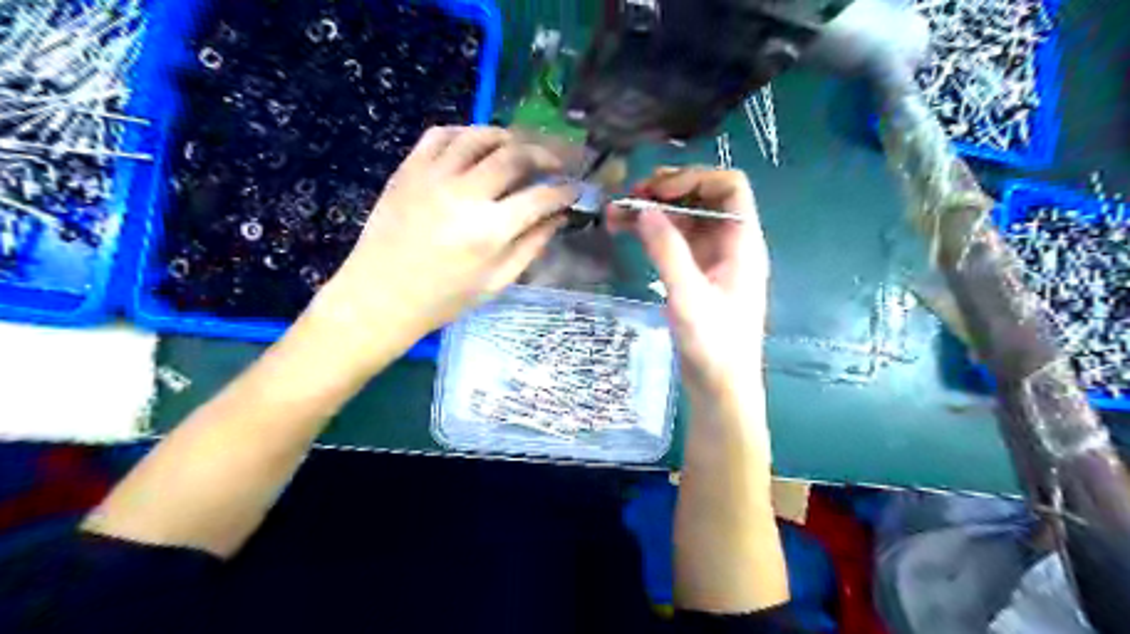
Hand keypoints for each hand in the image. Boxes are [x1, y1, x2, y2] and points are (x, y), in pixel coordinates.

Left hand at [308, 127, 576, 348]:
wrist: (380, 296)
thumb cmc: (444, 298)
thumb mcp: (496, 282)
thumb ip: (531, 246)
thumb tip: (558, 217)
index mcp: (489, 230)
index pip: (540, 197)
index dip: (565, 190)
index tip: (575, 189)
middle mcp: (464, 194)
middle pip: (515, 156)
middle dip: (544, 155)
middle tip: (555, 163)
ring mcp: (432, 177)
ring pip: (479, 136)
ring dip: (508, 137)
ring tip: (520, 148)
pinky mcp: (408, 169)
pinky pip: (441, 135)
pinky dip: (465, 133)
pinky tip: (476, 146)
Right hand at [610, 169, 767, 394]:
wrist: (720, 386)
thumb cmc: (713, 344)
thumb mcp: (688, 296)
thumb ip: (668, 250)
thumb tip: (645, 209)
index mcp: (742, 242)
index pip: (728, 186)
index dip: (693, 179)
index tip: (656, 192)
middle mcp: (730, 243)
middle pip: (702, 198)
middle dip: (666, 191)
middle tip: (629, 197)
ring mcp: (712, 258)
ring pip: (684, 219)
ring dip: (653, 211)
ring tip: (615, 213)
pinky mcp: (695, 274)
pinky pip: (674, 241)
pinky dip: (651, 233)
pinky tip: (625, 231)